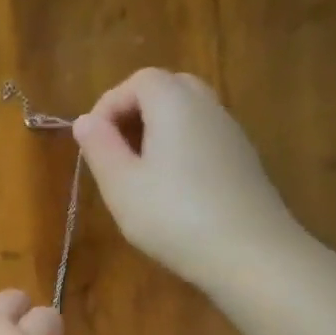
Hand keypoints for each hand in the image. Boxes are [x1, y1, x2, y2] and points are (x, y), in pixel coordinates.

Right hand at [71, 68, 307, 288]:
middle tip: (114, 150)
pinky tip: (170, 191)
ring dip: (157, 132)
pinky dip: (180, 148)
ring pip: (189, 114)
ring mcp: (231, 134)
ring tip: (137, 173)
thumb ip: (100, 148)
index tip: (92, 141)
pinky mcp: (243, 161)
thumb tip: (85, 121)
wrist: (250, 254)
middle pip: (168, 89)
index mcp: (175, 104)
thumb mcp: (121, 186)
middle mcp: (208, 108)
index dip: (109, 104)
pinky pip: (204, 138)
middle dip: (135, 112)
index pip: (139, 80)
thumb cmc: (174, 216)